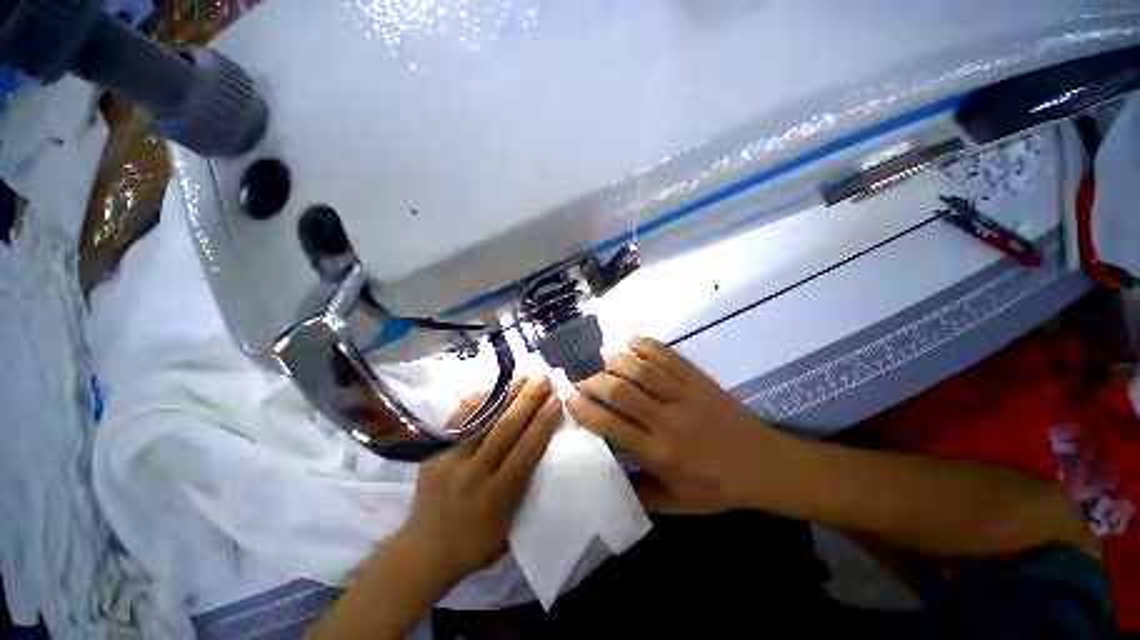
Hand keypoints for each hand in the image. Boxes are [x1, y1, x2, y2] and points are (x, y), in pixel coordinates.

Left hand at [398, 376, 559, 583]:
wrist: (424, 551)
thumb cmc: (476, 543)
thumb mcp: (511, 526)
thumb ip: (525, 487)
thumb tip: (540, 446)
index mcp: (497, 496)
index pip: (526, 450)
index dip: (543, 422)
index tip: (556, 400)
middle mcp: (474, 473)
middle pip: (505, 429)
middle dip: (528, 400)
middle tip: (543, 378)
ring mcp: (451, 460)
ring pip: (484, 420)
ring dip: (507, 394)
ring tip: (524, 376)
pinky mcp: (435, 453)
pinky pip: (459, 420)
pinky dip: (477, 402)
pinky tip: (492, 387)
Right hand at [567, 337, 775, 513]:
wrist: (766, 465)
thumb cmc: (719, 487)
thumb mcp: (678, 504)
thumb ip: (641, 494)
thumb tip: (610, 480)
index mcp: (660, 453)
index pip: (612, 426)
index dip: (586, 411)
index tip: (570, 400)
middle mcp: (668, 421)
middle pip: (622, 392)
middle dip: (595, 382)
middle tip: (584, 381)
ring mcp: (685, 395)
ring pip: (643, 370)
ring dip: (617, 361)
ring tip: (603, 359)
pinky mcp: (699, 380)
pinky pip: (669, 356)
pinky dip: (648, 345)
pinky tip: (632, 340)